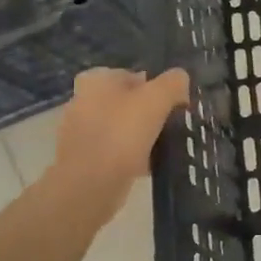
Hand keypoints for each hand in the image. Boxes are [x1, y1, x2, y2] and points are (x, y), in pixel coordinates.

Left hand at [48, 68, 189, 223]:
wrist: (90, 184)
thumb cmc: (122, 133)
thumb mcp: (157, 98)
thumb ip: (173, 82)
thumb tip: (181, 79)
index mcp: (96, 80)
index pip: (134, 75)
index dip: (157, 88)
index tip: (174, 105)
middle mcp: (83, 101)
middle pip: (128, 102)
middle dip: (149, 113)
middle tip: (171, 125)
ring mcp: (80, 132)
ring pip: (122, 128)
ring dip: (141, 136)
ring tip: (163, 147)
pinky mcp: (83, 159)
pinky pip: (115, 152)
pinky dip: (131, 157)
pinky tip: (149, 166)